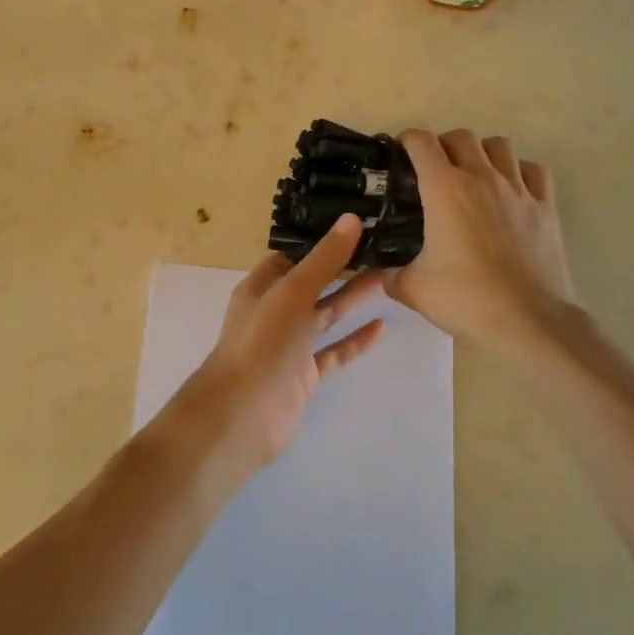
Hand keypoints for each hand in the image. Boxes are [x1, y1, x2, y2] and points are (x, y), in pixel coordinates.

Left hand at [171, 214, 385, 479]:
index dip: (320, 240)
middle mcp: (275, 312)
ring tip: (390, 276)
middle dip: (343, 267)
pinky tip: (382, 327)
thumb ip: (324, 259)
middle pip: (313, 283)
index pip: (293, 255)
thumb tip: (352, 219)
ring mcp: (290, 345)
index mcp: (262, 287)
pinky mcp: (305, 374)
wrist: (243, 414)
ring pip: (326, 315)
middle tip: (383, 247)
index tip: (356, 224)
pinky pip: (335, 352)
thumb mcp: (293, 292)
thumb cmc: (263, 343)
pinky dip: (356, 340)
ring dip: (354, 298)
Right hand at [382, 129, 577, 353]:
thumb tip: (383, 274)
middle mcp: (482, 178)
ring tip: (473, 174)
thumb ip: (391, 275)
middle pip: (460, 137)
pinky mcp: (545, 206)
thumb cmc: (467, 298)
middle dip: (442, 145)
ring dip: (482, 152)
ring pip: (500, 145)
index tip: (400, 154)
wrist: (529, 320)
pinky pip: (533, 170)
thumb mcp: (414, 289)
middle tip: (434, 170)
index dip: (406, 141)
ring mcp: (518, 189)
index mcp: (445, 189)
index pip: (421, 143)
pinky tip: (511, 189)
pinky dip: (519, 171)